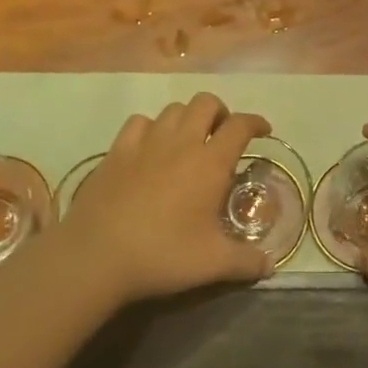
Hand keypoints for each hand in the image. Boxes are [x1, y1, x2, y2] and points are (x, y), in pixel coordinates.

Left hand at [51, 93, 272, 307]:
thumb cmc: (162, 254)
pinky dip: (152, 127)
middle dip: (220, 112)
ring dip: (188, 118)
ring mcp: (145, 142)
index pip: (240, 126)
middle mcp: (181, 142)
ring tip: (189, 140)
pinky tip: (151, 146)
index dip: (255, 123)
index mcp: (210, 163)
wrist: (97, 255)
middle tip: (223, 135)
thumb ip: (247, 262)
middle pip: (205, 103)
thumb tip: (269, 264)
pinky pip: (139, 122)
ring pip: (173, 109)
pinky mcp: (117, 151)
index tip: (263, 131)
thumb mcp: (213, 264)